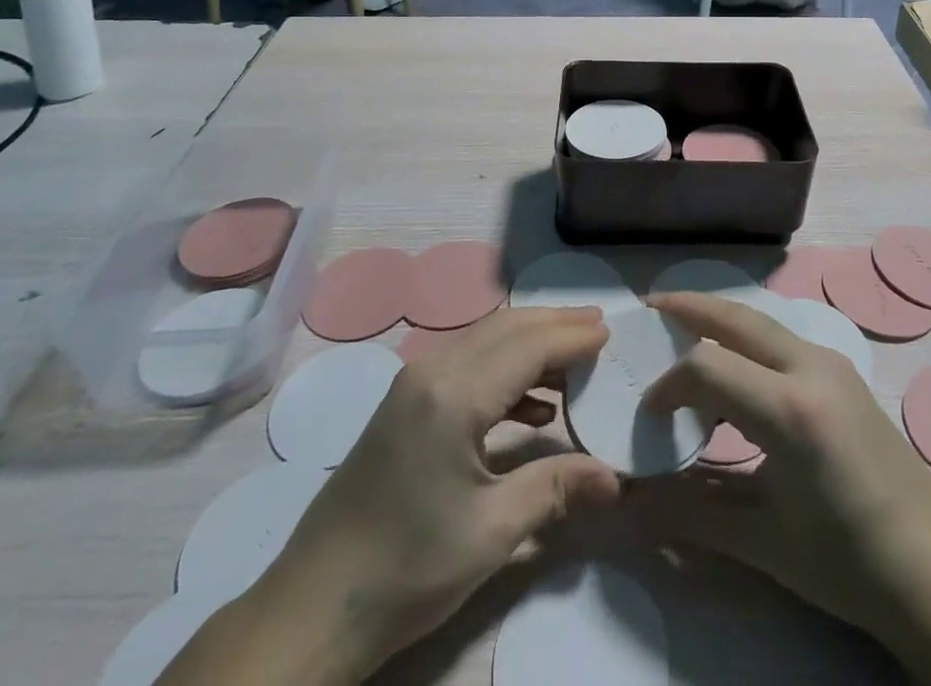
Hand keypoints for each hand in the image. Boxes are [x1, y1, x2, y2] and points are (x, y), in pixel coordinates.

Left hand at [162, 309, 620, 685]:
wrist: (314, 606)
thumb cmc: (408, 569)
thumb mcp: (491, 532)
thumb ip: (555, 488)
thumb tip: (616, 479)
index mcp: (454, 394)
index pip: (527, 346)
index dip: (572, 338)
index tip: (611, 333)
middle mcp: (432, 371)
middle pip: (505, 328)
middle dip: (554, 325)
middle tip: (598, 329)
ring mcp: (413, 384)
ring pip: (484, 341)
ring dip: (529, 343)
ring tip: (575, 359)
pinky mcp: (405, 403)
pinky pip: (466, 364)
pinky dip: (504, 369)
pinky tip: (532, 405)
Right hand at [636, 294, 930, 685]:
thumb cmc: (848, 564)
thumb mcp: (763, 544)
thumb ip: (691, 516)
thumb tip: (629, 511)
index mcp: (790, 411)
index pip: (707, 366)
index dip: (668, 385)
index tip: (649, 415)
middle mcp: (810, 368)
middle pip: (735, 316)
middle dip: (688, 307)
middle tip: (649, 308)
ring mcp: (832, 363)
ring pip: (760, 320)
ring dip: (718, 317)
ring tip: (681, 326)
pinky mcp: (842, 371)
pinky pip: (781, 337)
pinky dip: (745, 337)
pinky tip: (733, 364)